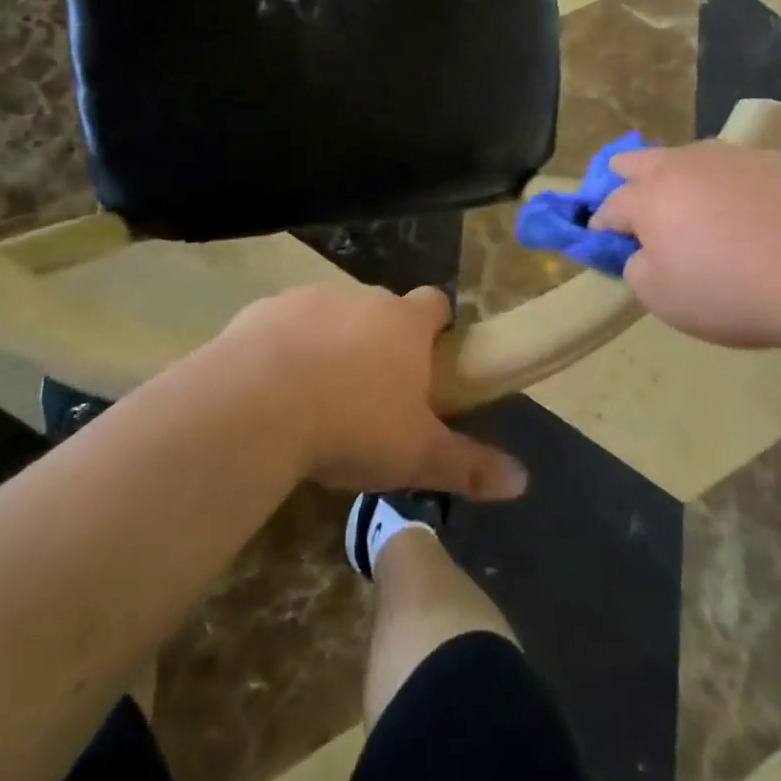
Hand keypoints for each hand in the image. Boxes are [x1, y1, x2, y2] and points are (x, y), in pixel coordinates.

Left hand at [221, 283, 527, 501]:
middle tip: (371, 393)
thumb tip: (522, 481)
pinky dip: (283, 350)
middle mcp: (363, 299)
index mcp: (405, 323)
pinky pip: (283, 327)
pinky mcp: (265, 311)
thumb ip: (468, 465)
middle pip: (382, 310)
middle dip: (380, 341)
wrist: (258, 404)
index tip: (430, 357)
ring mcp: (311, 299)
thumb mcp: (416, 456)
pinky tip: (271, 393)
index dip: (436, 326)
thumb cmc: (353, 424)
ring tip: (316, 398)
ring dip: (331, 345)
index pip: (435, 303)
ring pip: (332, 317)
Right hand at [591, 142, 780, 349]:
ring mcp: (735, 156)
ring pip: (693, 158)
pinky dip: (736, 187)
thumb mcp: (664, 298)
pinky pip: (743, 169)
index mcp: (650, 197)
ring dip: (684, 178)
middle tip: (635, 204)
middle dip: (627, 178)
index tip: (602, 239)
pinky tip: (758, 215)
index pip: (610, 206)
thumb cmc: (733, 290)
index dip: (600, 224)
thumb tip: (642, 252)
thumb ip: (638, 270)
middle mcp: (685, 164)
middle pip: (640, 160)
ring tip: (700, 210)